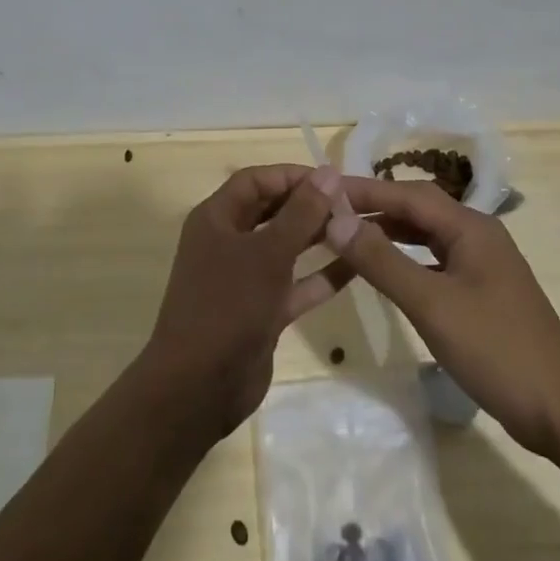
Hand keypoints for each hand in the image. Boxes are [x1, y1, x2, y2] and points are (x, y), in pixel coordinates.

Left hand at [139, 165, 352, 440]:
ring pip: (286, 247)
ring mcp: (244, 279)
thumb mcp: (267, 254)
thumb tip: (329, 172)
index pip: (255, 181)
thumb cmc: (228, 306)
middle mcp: (228, 242)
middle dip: (310, 205)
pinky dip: (321, 276)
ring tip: (361, 228)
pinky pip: (295, 284)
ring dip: (319, 237)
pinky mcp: (262, 311)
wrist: (199, 388)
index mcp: (216, 219)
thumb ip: (301, 213)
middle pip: (272, 211)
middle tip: (353, 204)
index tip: (332, 179)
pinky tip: (357, 267)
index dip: (291, 175)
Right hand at [330, 176, 559, 455]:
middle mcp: (477, 234)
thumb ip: (383, 261)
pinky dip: (405, 258)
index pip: (407, 194)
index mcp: (470, 227)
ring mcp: (482, 263)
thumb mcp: (432, 305)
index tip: (322, 188)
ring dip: (388, 232)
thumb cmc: (496, 350)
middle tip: (327, 212)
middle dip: (373, 207)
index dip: (363, 190)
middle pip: (417, 208)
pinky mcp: (481, 290)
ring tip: (346, 236)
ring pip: (425, 234)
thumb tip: (336, 220)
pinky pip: (434, 260)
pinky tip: (385, 271)